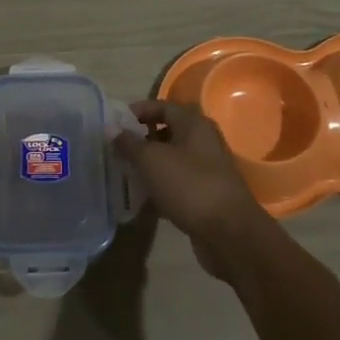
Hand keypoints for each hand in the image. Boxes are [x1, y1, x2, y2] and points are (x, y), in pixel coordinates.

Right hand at [115, 100, 270, 275]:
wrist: (228, 232)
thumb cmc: (189, 185)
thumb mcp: (151, 160)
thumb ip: (129, 143)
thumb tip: (111, 128)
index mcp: (194, 124)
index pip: (163, 106)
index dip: (139, 111)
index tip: (115, 123)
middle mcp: (203, 142)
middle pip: (167, 133)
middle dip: (141, 140)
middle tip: (116, 149)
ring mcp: (206, 169)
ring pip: (171, 160)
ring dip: (149, 165)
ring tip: (124, 173)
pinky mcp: (205, 194)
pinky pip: (177, 183)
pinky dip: (159, 187)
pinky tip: (141, 199)